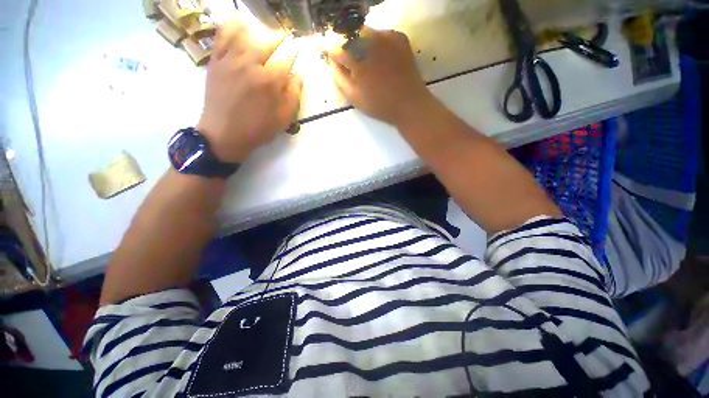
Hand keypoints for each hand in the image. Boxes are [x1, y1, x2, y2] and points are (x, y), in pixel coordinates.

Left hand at [198, 21, 302, 162]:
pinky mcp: (216, 61)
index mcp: (270, 81)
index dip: (295, 53)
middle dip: (280, 39)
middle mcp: (251, 65)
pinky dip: (231, 27)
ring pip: (246, 35)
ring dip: (259, 33)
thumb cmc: (258, 129)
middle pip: (268, 42)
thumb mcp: (283, 118)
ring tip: (265, 37)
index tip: (298, 53)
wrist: (224, 134)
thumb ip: (294, 95)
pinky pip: (222, 37)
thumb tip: (298, 75)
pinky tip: (239, 26)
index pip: (287, 58)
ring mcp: (230, 60)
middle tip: (285, 40)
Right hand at [327, 28, 433, 126]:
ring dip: (360, 44)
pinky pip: (381, 34)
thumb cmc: (379, 104)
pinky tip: (380, 58)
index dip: (334, 57)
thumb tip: (332, 62)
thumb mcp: (353, 97)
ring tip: (365, 62)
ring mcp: (386, 35)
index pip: (336, 47)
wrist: (409, 104)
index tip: (337, 66)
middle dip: (347, 48)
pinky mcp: (399, 37)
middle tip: (351, 65)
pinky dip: (376, 43)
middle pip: (349, 35)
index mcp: (357, 56)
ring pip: (365, 32)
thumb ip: (338, 77)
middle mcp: (370, 39)